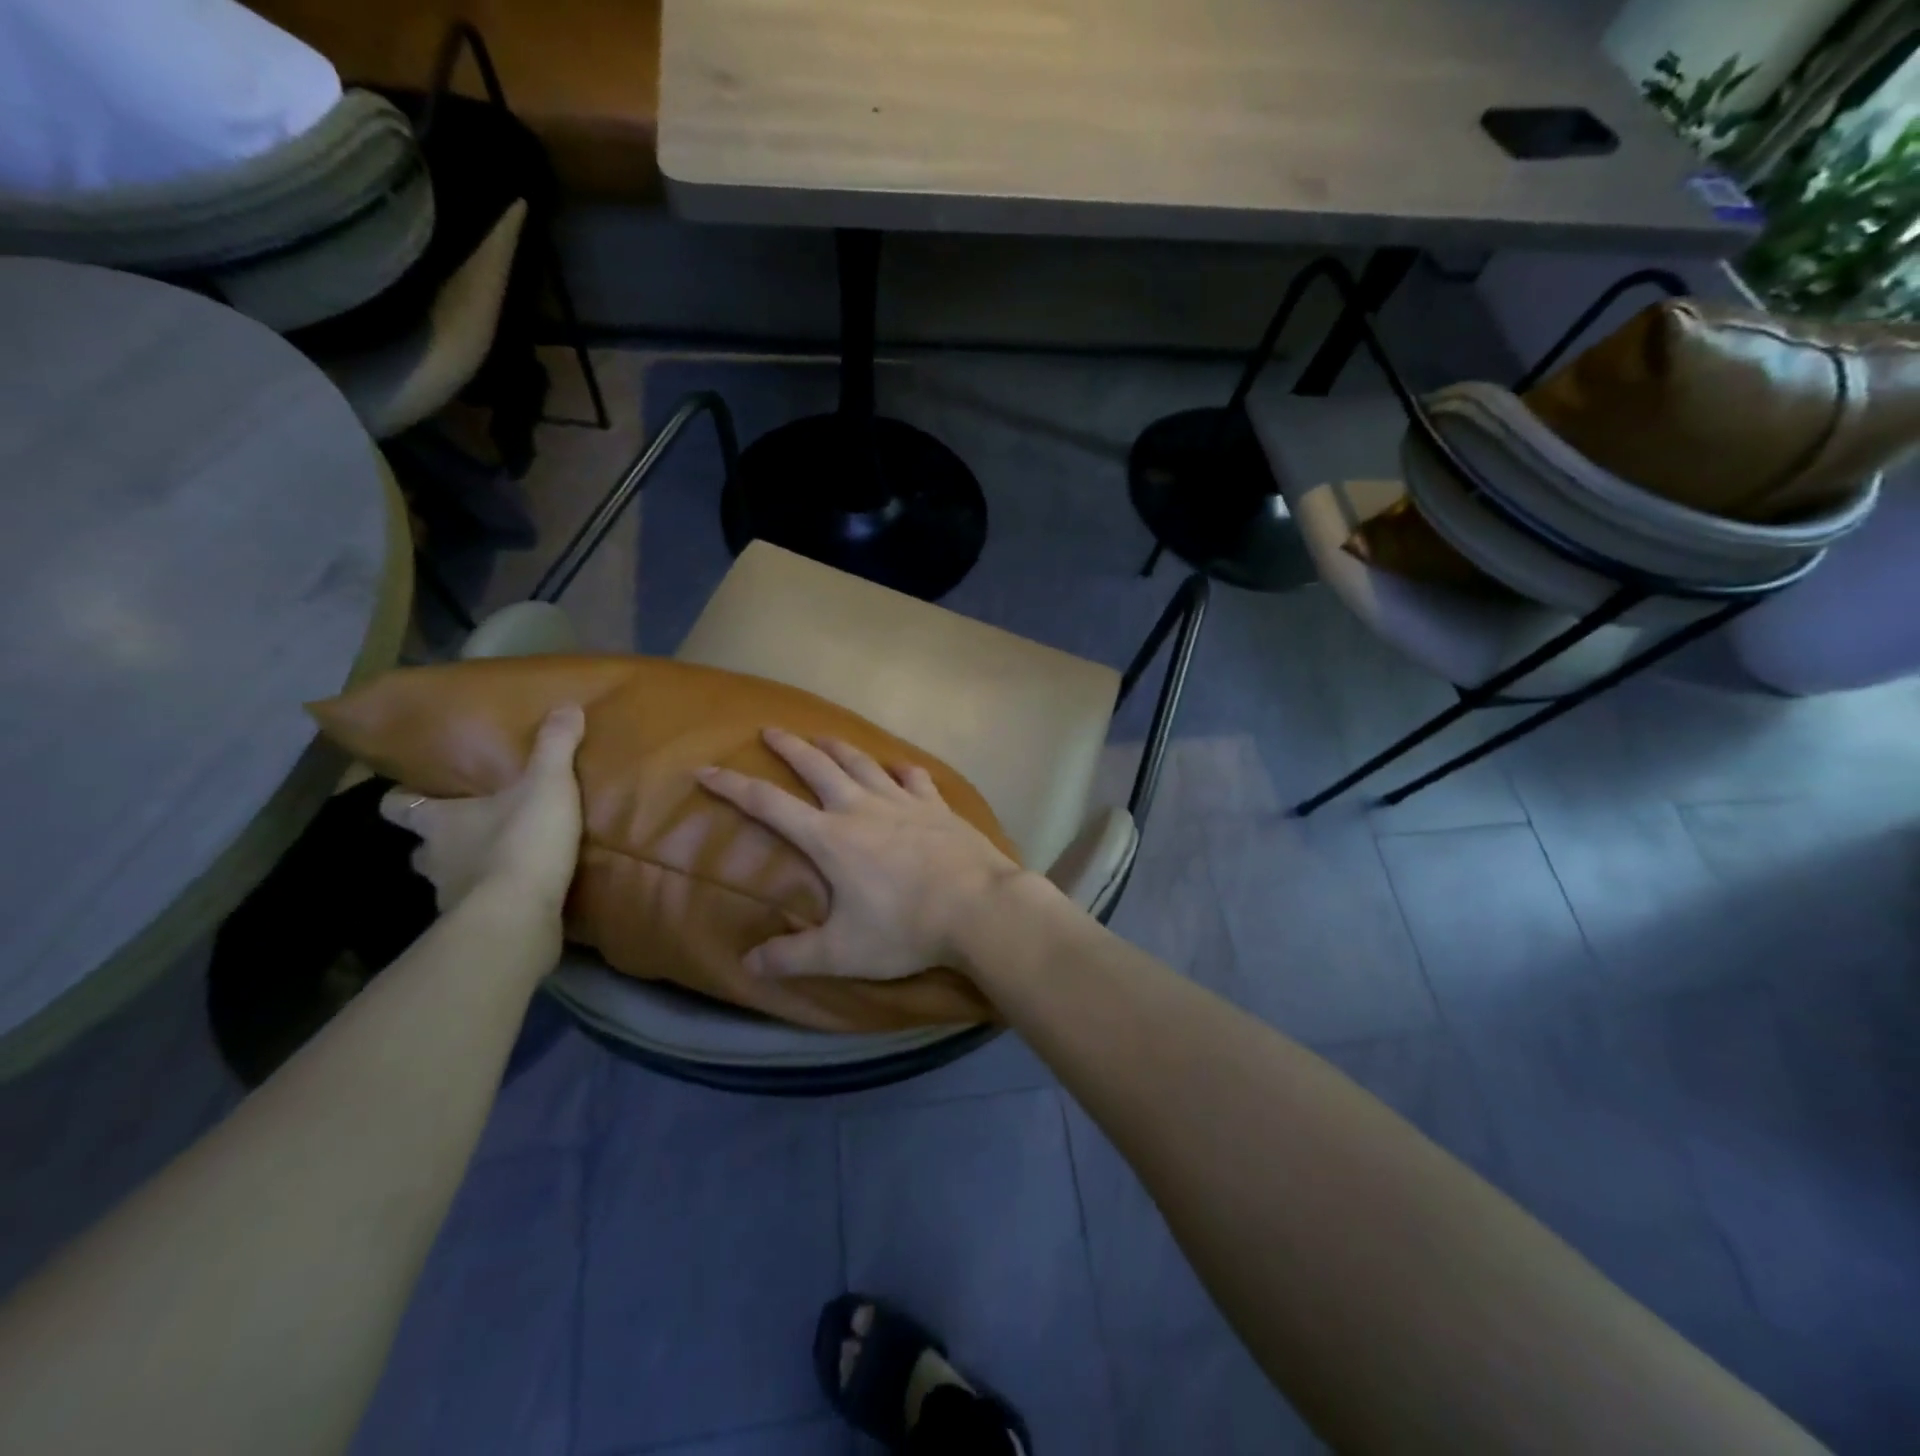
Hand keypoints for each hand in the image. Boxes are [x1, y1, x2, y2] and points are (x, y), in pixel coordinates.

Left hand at [380, 704, 585, 918]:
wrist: (518, 916)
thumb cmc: (521, 842)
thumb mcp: (547, 786)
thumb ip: (556, 747)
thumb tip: (567, 705)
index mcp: (439, 821)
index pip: (398, 806)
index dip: (403, 797)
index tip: (415, 792)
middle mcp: (434, 858)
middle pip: (421, 846)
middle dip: (440, 840)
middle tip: (472, 829)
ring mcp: (449, 897)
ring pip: (447, 879)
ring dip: (466, 871)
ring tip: (500, 863)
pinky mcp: (473, 927)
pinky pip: (477, 908)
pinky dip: (491, 900)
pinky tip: (519, 895)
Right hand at [696, 728, 1025, 978]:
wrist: (979, 908)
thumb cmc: (906, 929)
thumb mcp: (842, 952)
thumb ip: (793, 957)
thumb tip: (748, 964)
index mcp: (831, 838)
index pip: (770, 805)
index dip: (733, 787)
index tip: (706, 770)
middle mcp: (862, 808)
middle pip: (817, 766)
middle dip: (790, 747)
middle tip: (770, 730)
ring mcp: (904, 802)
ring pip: (864, 764)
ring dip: (839, 748)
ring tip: (824, 737)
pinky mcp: (938, 807)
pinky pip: (915, 779)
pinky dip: (902, 770)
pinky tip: (900, 768)